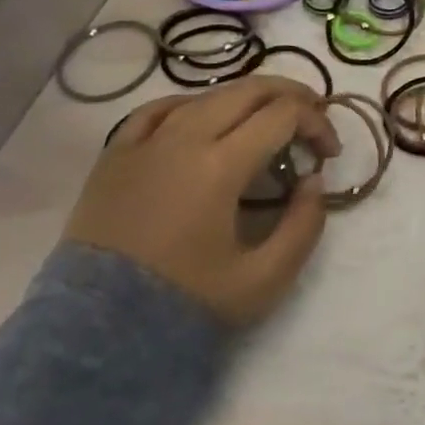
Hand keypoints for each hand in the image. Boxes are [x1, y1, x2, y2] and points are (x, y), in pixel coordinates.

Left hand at [64, 76, 339, 327]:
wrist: (95, 335)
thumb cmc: (184, 304)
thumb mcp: (264, 280)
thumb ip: (304, 226)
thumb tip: (314, 181)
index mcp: (220, 165)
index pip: (284, 114)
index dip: (317, 123)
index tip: (329, 153)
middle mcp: (183, 138)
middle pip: (250, 89)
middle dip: (292, 96)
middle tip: (313, 118)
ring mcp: (145, 141)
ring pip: (208, 94)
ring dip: (248, 98)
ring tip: (266, 119)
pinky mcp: (115, 154)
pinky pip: (159, 109)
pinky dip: (193, 105)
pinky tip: (203, 118)